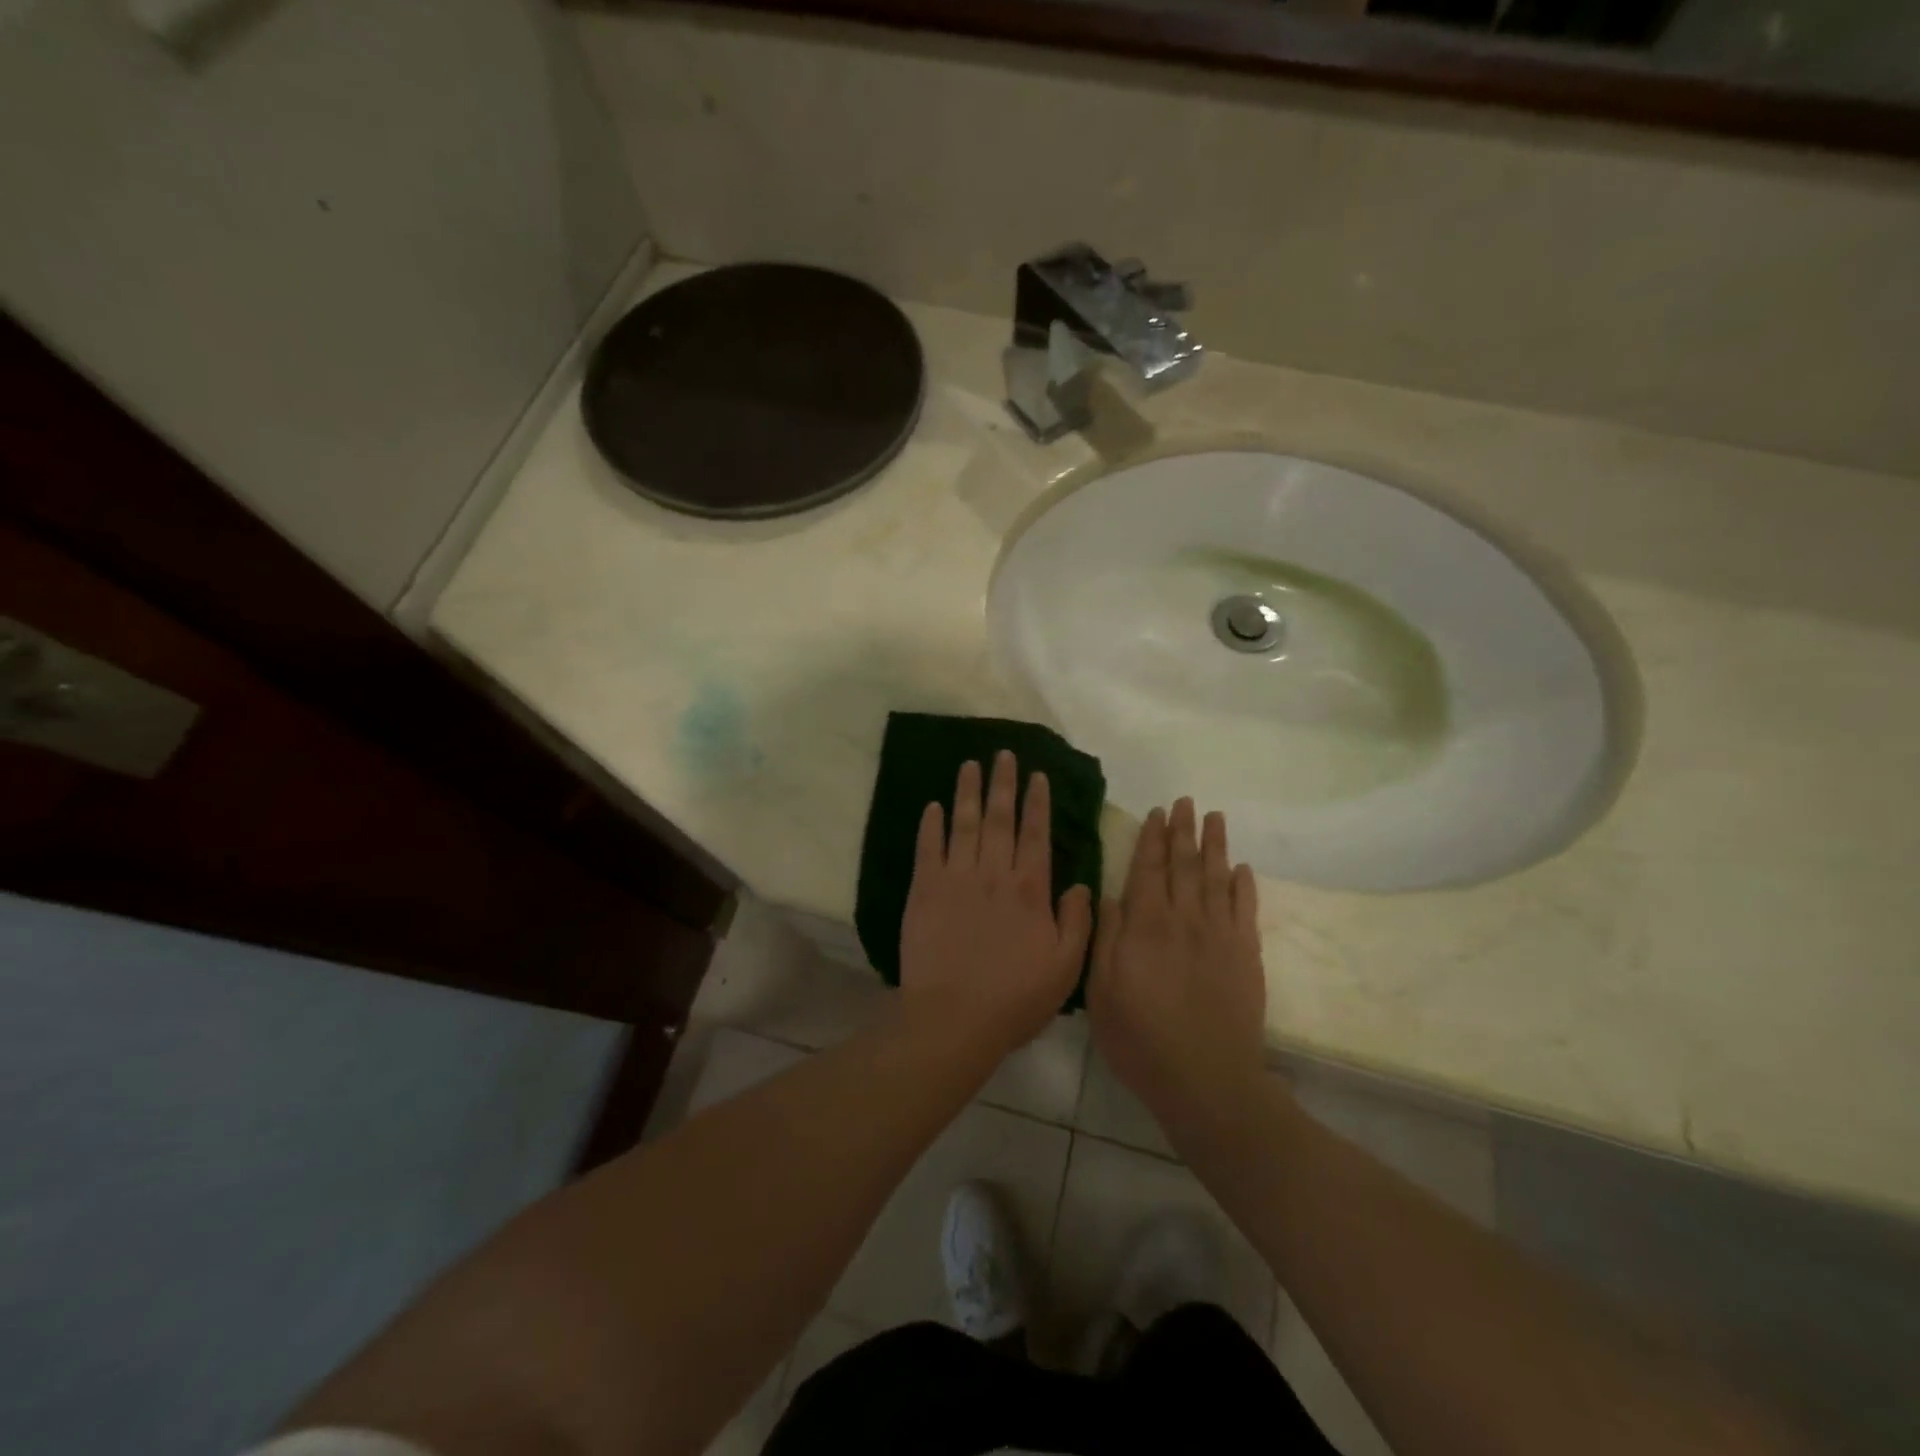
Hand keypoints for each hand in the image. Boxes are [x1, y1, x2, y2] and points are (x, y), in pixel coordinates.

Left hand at [898, 752, 1093, 1057]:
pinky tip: (934, 806)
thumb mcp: (1065, 966)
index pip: (1036, 834)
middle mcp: (993, 873)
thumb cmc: (1015, 997)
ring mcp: (956, 878)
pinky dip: (931, 825)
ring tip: (970, 764)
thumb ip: (1077, 921)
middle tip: (1003, 754)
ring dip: (967, 792)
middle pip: (999, 818)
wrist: (954, 1017)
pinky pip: (928, 848)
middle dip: (1002, 783)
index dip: (1037, 802)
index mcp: (1029, 889)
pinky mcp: (924, 890)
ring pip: (964, 824)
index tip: (1036, 775)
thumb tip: (1080, 885)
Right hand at [1087, 798, 1267, 1124]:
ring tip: (1215, 818)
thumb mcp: (1102, 990)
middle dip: (1183, 831)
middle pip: (1185, 865)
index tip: (1156, 813)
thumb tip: (1111, 894)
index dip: (1152, 839)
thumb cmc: (1140, 1038)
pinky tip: (1243, 869)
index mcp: (1146, 925)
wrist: (1206, 1078)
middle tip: (1185, 802)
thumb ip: (1106, 937)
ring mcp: (1220, 935)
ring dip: (1215, 845)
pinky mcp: (1247, 955)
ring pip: (1217, 878)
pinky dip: (1245, 886)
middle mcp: (1185, 919)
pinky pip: (1247, 910)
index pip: (1149, 869)